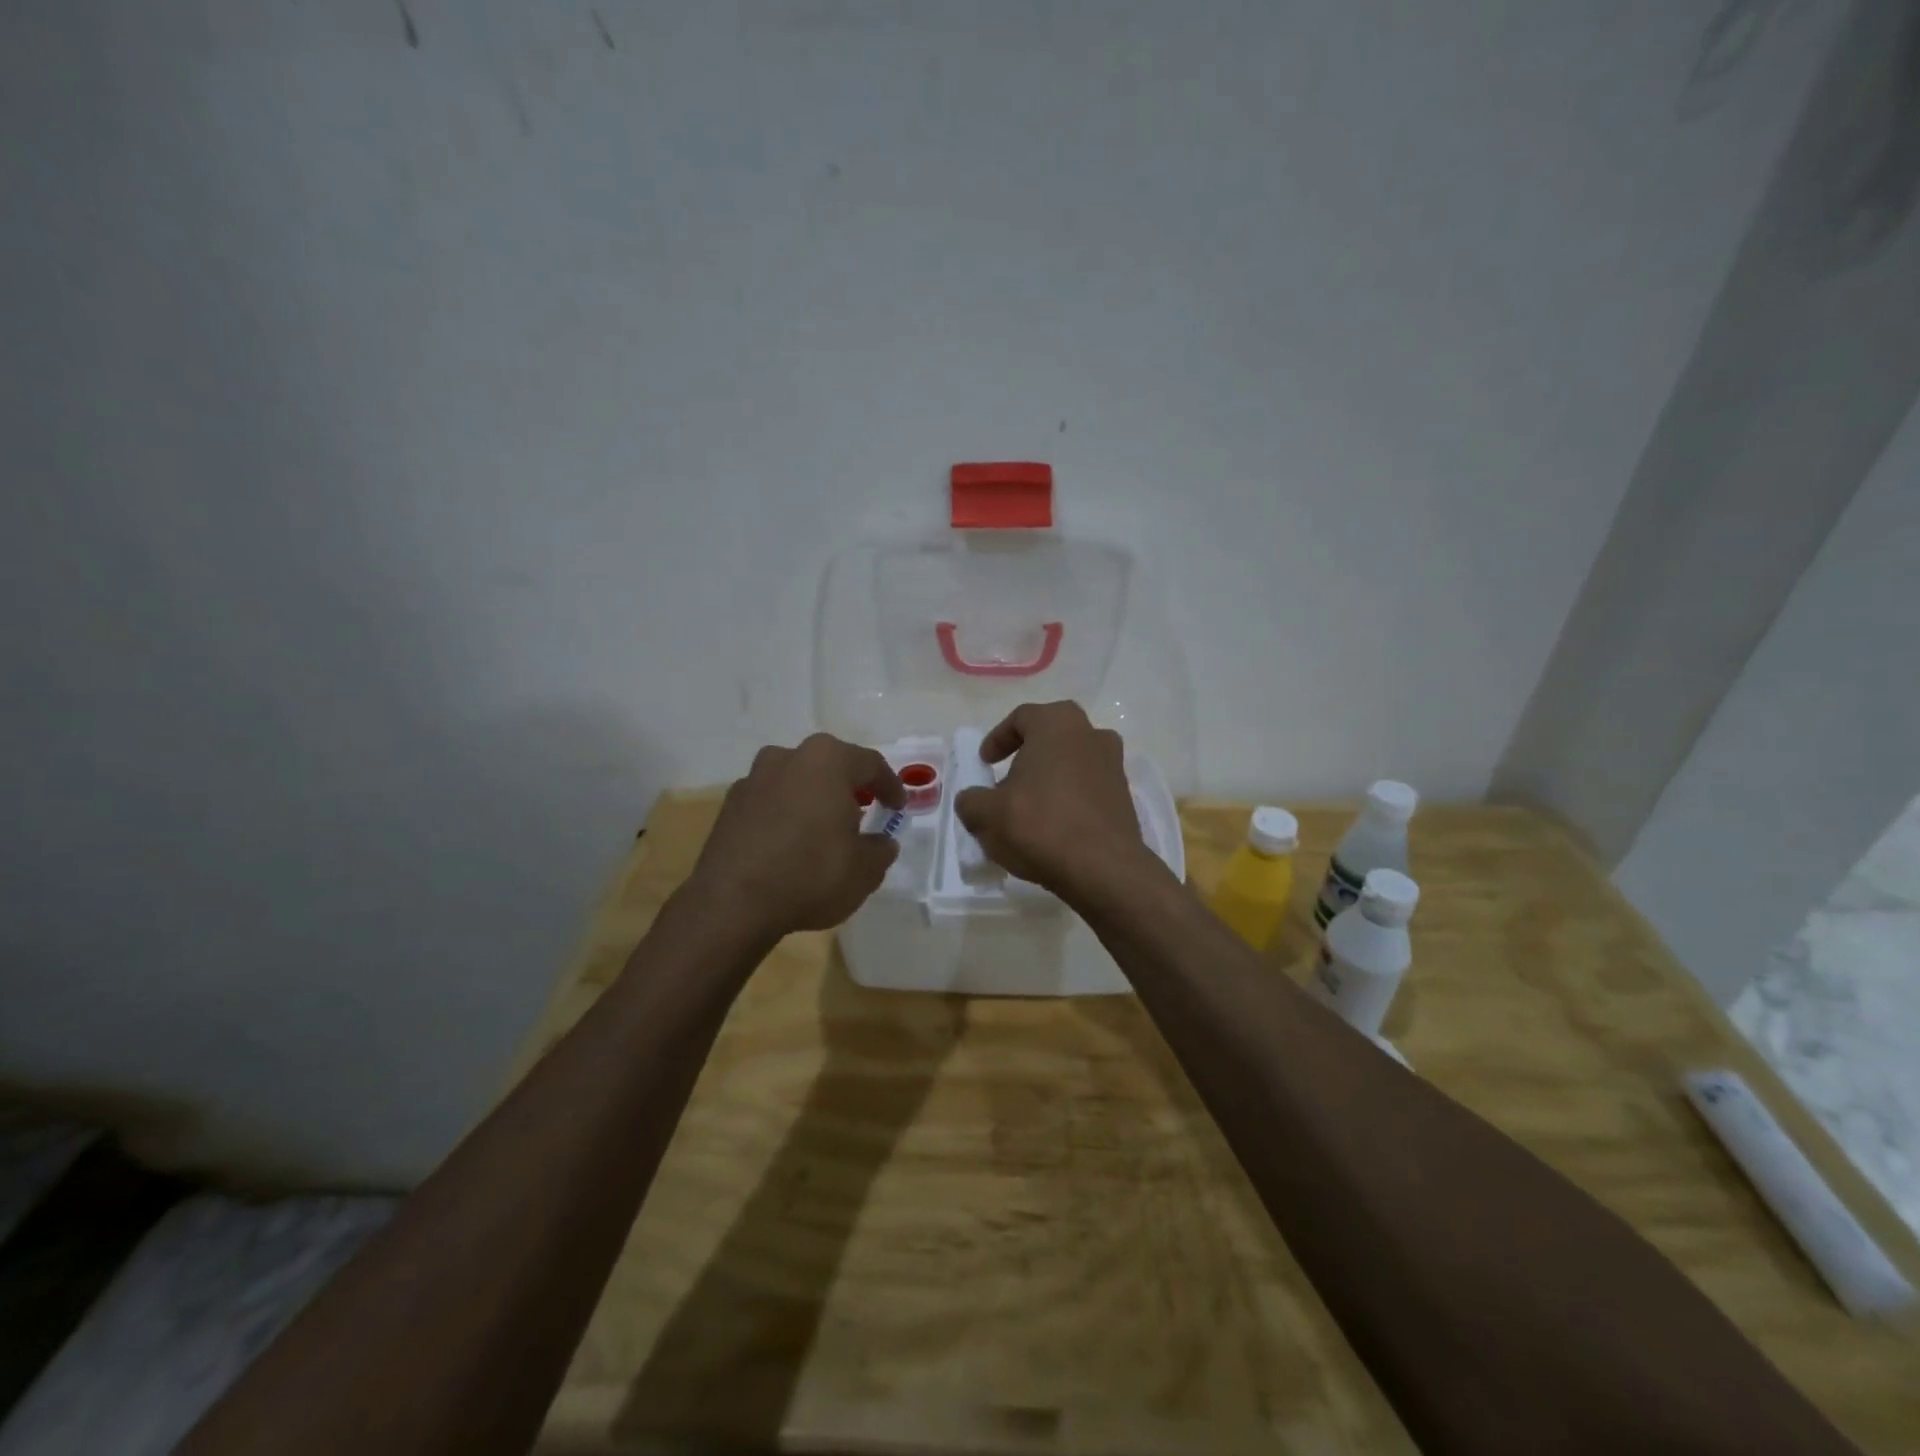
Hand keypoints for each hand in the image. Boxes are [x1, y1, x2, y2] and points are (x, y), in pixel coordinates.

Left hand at [686, 733, 905, 939]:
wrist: (732, 903)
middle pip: (829, 766)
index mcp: (827, 760)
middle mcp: (788, 757)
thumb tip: (881, 843)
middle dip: (849, 787)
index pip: (871, 764)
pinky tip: (791, 844)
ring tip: (824, 829)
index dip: (890, 786)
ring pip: (796, 781)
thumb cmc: (810, 875)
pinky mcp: (729, 805)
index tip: (898, 807)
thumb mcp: (865, 870)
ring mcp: (753, 779)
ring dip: (813, 799)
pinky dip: (785, 815)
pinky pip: (770, 803)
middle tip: (864, 812)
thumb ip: (880, 850)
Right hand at [952, 701, 1160, 900]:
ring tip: (1028, 810)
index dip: (997, 739)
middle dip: (1026, 758)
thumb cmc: (1040, 825)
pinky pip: (1088, 790)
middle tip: (1007, 783)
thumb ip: (971, 801)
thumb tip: (972, 801)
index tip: (985, 763)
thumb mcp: (987, 814)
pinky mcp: (1125, 798)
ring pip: (1072, 764)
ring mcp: (1114, 766)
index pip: (1021, 718)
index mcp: (1058, 724)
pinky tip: (1053, 829)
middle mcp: (1092, 735)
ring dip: (1049, 780)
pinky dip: (1068, 801)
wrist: (1103, 869)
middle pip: (1051, 738)